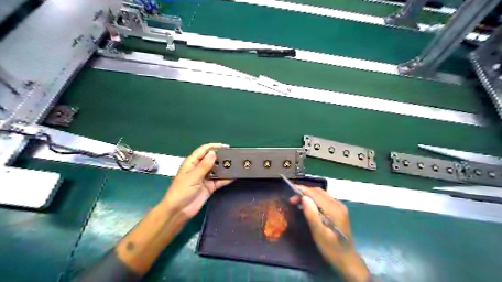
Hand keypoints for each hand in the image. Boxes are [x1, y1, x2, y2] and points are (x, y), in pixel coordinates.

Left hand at [161, 145, 234, 223]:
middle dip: (221, 157)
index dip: (214, 147)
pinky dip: (226, 179)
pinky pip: (220, 181)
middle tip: (234, 156)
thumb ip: (204, 165)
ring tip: (236, 164)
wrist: (179, 211)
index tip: (226, 146)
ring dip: (225, 167)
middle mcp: (199, 168)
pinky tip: (234, 176)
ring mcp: (205, 178)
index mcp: (192, 163)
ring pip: (217, 170)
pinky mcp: (210, 187)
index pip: (203, 150)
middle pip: (212, 159)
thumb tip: (213, 153)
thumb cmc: (181, 191)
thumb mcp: (193, 177)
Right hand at [291, 186, 367, 280]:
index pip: (315, 193)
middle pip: (319, 192)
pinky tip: (308, 205)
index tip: (290, 189)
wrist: (348, 260)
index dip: (303, 190)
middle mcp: (338, 204)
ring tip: (297, 201)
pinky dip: (314, 199)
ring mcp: (340, 207)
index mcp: (334, 209)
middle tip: (292, 199)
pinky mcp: (339, 211)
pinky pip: (325, 199)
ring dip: (309, 195)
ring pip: (321, 194)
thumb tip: (304, 197)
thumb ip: (312, 215)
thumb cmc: (331, 249)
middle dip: (304, 192)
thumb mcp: (319, 234)